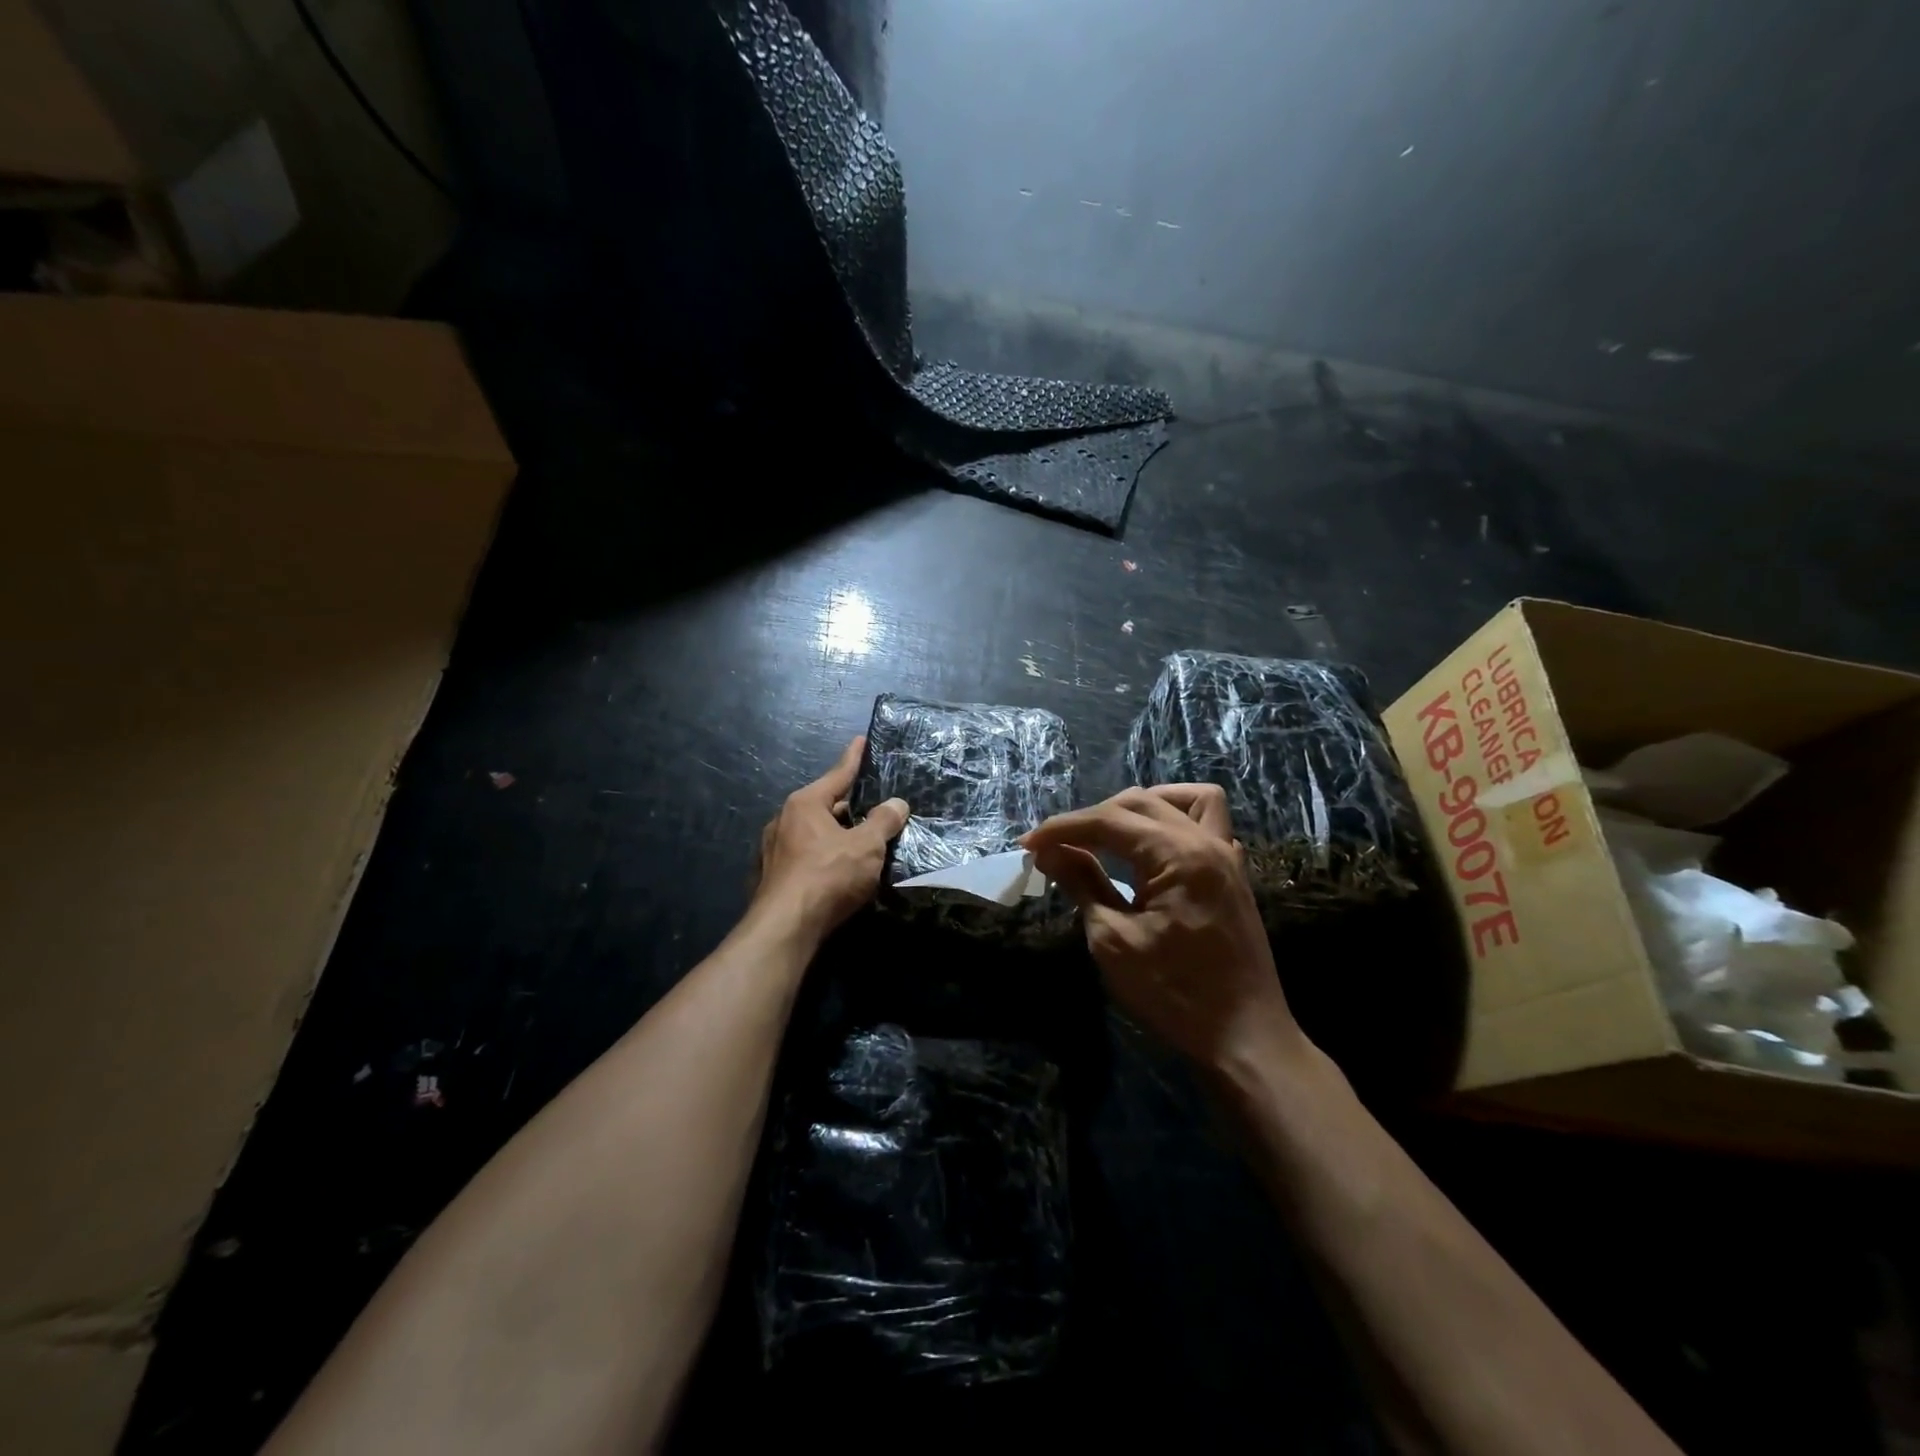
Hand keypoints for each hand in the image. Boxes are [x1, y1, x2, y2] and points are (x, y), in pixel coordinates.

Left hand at [751, 736, 908, 942]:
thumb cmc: (828, 876)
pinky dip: (825, 857)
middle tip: (876, 808)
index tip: (861, 741)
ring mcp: (774, 850)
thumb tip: (897, 804)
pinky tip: (841, 872)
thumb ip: (884, 822)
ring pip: (815, 834)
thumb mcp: (866, 846)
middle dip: (851, 807)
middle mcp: (784, 820)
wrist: (785, 928)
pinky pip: (806, 856)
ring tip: (864, 842)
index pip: (837, 774)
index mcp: (805, 804)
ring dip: (838, 836)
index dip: (854, 759)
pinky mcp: (773, 877)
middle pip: (826, 805)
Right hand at [1023, 785, 1303, 1070]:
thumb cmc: (1173, 994)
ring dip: (1140, 806)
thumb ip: (1082, 884)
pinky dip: (1176, 818)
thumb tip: (1048, 852)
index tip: (1028, 844)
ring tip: (1109, 832)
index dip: (1062, 828)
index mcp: (1178, 855)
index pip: (1108, 821)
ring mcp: (1226, 854)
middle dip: (1092, 817)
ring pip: (1182, 800)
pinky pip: (1208, 821)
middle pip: (1139, 802)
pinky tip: (1154, 845)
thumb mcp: (1113, 940)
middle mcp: (1206, 841)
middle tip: (1058, 845)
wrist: (1244, 1038)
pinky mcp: (1232, 873)